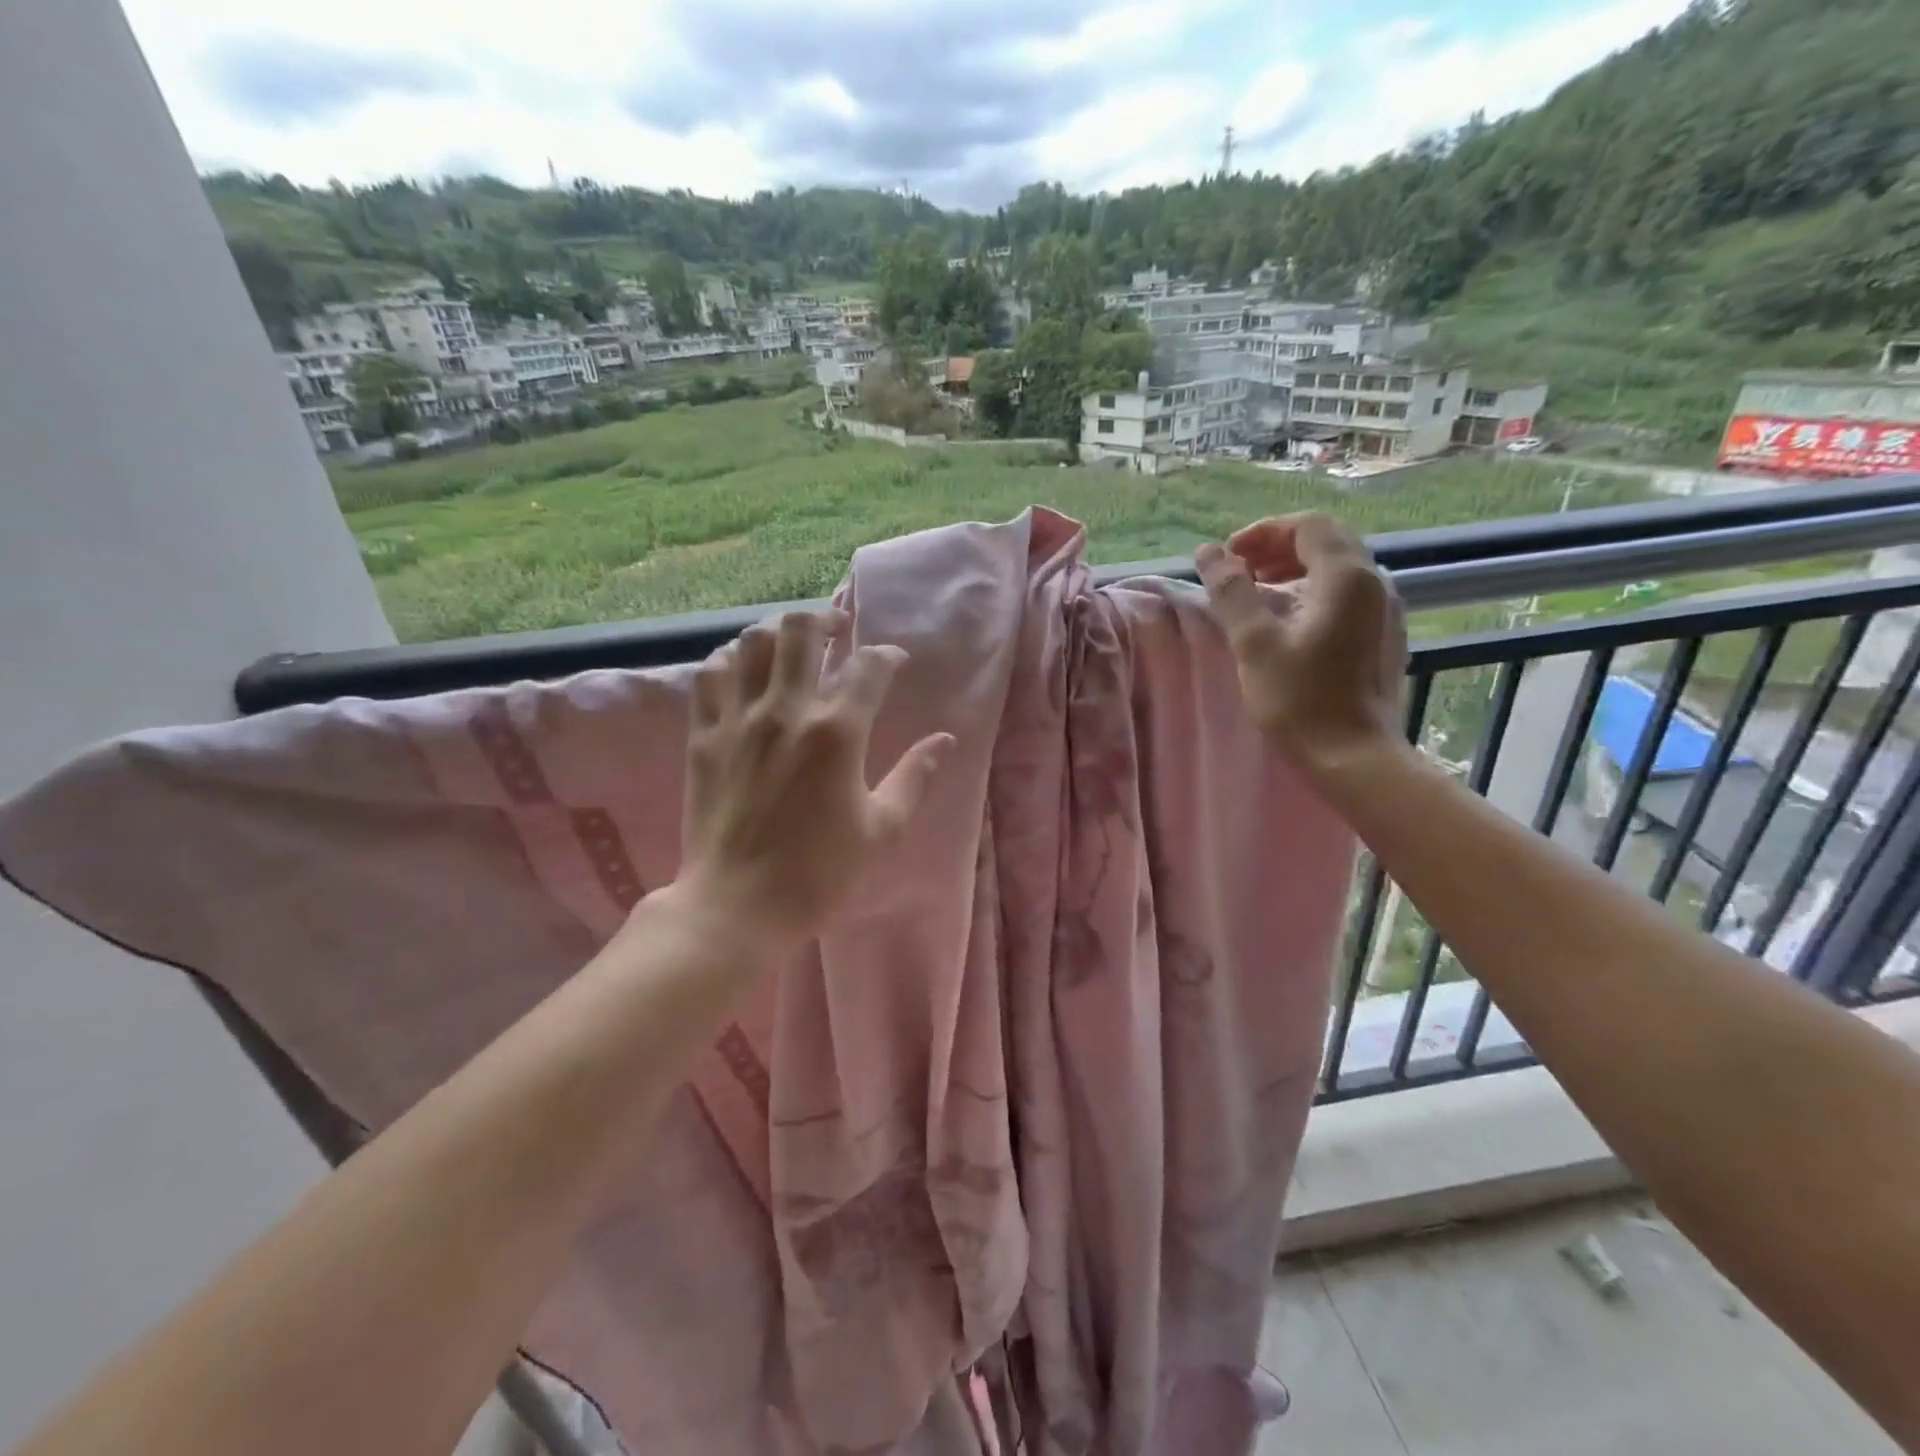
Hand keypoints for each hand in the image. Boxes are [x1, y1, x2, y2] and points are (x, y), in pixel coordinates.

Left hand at [675, 609, 952, 952]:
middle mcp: (787, 711)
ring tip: (792, 643)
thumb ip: (915, 777)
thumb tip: (945, 740)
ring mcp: (739, 719)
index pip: (869, 666)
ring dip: (778, 631)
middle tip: (838, 631)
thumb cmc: (819, 873)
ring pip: (753, 641)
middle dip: (826, 619)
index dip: (888, 656)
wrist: (737, 907)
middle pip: (802, 630)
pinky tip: (745, 667)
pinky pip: (712, 674)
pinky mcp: (704, 735)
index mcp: (838, 733)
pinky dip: (732, 659)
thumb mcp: (882, 829)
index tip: (894, 662)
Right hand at [1196, 514, 1406, 771]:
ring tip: (1260, 593)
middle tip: (1241, 571)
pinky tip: (1291, 621)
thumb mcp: (1254, 643)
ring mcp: (1385, 610)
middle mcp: (1375, 582)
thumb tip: (1209, 552)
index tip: (1229, 558)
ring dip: (1296, 568)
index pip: (1306, 526)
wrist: (1353, 757)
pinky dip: (1315, 591)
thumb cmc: (1299, 700)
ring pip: (1339, 567)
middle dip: (1279, 547)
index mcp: (1346, 577)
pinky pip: (1349, 593)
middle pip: (1327, 540)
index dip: (1263, 533)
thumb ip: (1231, 591)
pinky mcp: (1384, 635)